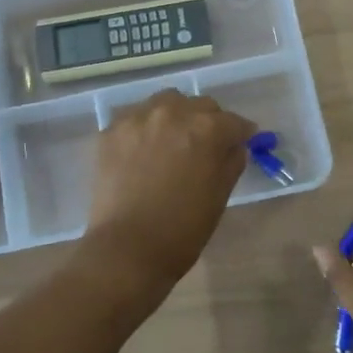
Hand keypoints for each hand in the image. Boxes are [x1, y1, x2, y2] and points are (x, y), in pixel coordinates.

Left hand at [76, 90, 257, 310]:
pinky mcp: (111, 131)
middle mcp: (173, 113)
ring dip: (175, 117)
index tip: (240, 142)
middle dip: (208, 121)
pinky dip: (145, 129)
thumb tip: (235, 146)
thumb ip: (231, 162)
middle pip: (200, 105)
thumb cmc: (183, 230)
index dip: (240, 134)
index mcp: (206, 129)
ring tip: (172, 142)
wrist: (128, 249)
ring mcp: (138, 119)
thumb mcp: (220, 196)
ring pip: (165, 103)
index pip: (233, 121)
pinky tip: (143, 152)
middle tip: (205, 145)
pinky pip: (136, 118)